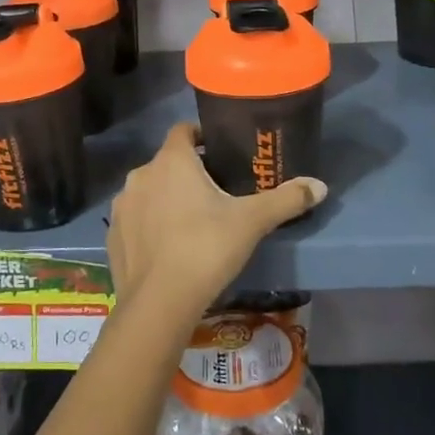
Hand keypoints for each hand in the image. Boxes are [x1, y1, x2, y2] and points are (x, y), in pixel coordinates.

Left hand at [107, 122, 325, 322]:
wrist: (158, 304)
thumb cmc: (205, 249)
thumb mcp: (252, 222)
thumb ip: (286, 199)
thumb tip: (321, 186)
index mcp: (171, 161)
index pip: (183, 130)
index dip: (201, 136)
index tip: (219, 151)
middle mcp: (141, 175)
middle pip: (167, 162)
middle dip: (188, 172)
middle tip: (215, 193)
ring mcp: (122, 206)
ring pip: (149, 191)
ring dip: (166, 198)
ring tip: (191, 222)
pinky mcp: (113, 235)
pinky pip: (135, 219)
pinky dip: (150, 225)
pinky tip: (168, 247)